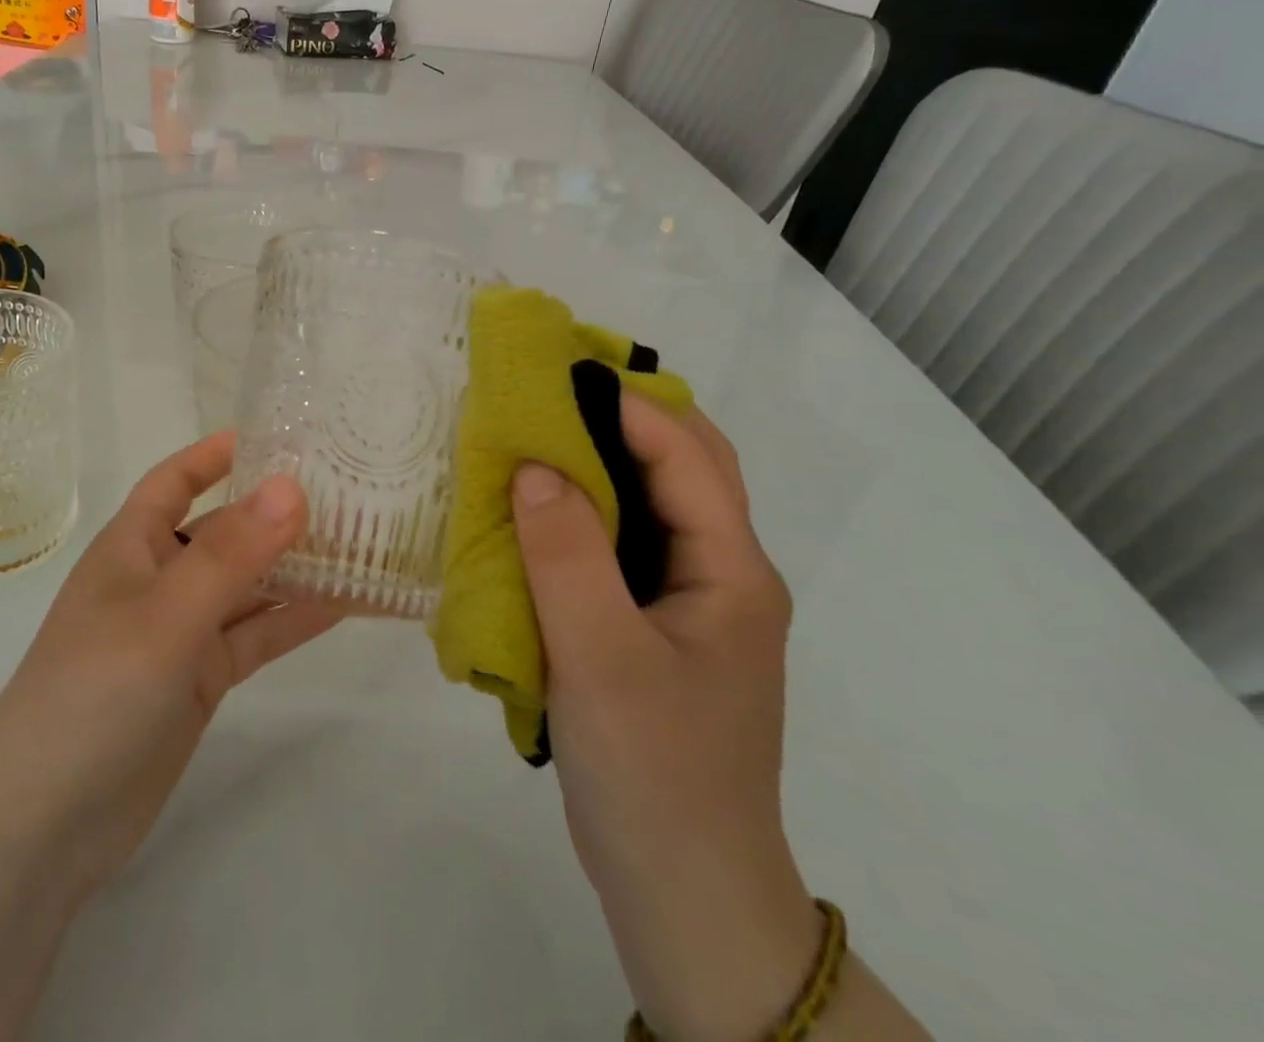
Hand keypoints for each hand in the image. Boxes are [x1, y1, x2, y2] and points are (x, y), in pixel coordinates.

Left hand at [0, 430, 342, 908]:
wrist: (44, 826)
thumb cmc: (92, 693)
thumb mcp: (165, 615)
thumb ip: (231, 554)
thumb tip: (292, 487)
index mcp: (132, 547)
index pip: (174, 481)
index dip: (215, 454)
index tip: (275, 436)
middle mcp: (158, 580)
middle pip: (223, 531)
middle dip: (273, 512)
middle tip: (343, 490)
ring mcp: (180, 633)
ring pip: (246, 586)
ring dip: (294, 568)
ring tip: (360, 543)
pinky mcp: (199, 680)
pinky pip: (254, 637)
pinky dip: (292, 622)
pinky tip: (344, 606)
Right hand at [512, 394, 818, 1041]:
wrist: (683, 893)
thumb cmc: (654, 770)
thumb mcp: (600, 657)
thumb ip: (566, 553)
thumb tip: (532, 464)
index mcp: (732, 571)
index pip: (686, 455)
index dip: (624, 404)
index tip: (555, 371)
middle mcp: (722, 574)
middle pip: (682, 466)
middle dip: (623, 416)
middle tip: (548, 390)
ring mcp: (690, 603)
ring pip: (651, 503)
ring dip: (601, 461)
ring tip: (536, 433)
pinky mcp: (655, 628)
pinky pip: (623, 545)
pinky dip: (585, 511)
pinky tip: (539, 510)